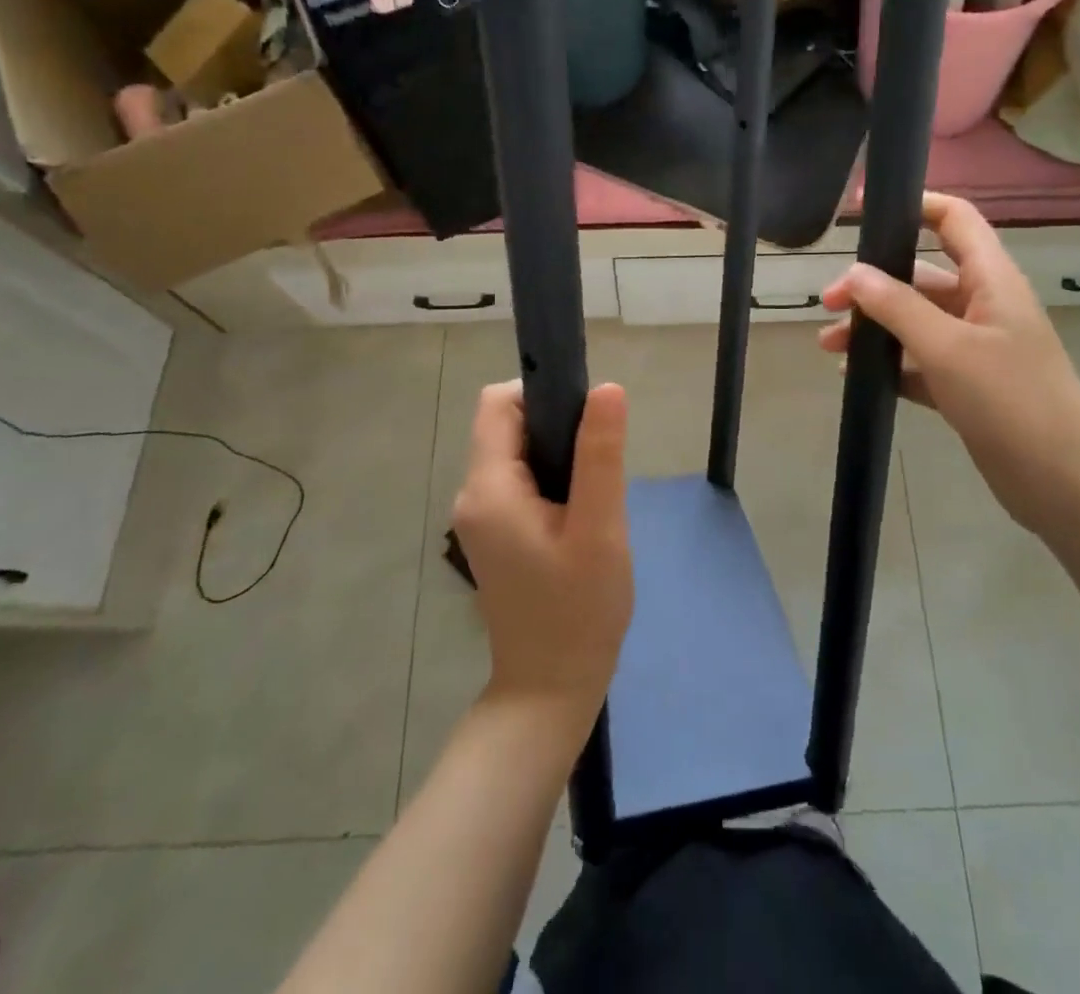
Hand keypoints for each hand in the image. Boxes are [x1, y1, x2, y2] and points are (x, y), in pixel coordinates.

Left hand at [452, 381, 632, 734]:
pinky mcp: (494, 534)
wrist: (551, 690)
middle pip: (507, 426)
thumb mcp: (600, 528)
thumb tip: (607, 388)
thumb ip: (600, 454)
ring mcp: (480, 518)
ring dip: (557, 457)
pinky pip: (519, 482)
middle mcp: (472, 495)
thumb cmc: (579, 610)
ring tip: (594, 495)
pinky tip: (581, 515)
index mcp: (488, 488)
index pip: (499, 404)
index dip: (542, 394)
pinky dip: (551, 481)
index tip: (587, 419)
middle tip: (600, 465)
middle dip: (556, 429)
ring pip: (517, 453)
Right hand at [817, 192, 1079, 532]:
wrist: (1065, 484)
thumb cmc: (1011, 401)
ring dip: (875, 328)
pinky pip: (920, 361)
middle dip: (873, 285)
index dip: (912, 205)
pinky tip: (857, 376)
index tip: (860, 212)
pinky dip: (890, 364)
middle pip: (921, 276)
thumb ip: (898, 307)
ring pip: (915, 322)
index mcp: (991, 280)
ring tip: (829, 347)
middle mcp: (984, 306)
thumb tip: (853, 273)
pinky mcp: (968, 385)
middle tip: (829, 304)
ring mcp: (977, 348)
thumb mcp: (948, 348)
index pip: (954, 220)